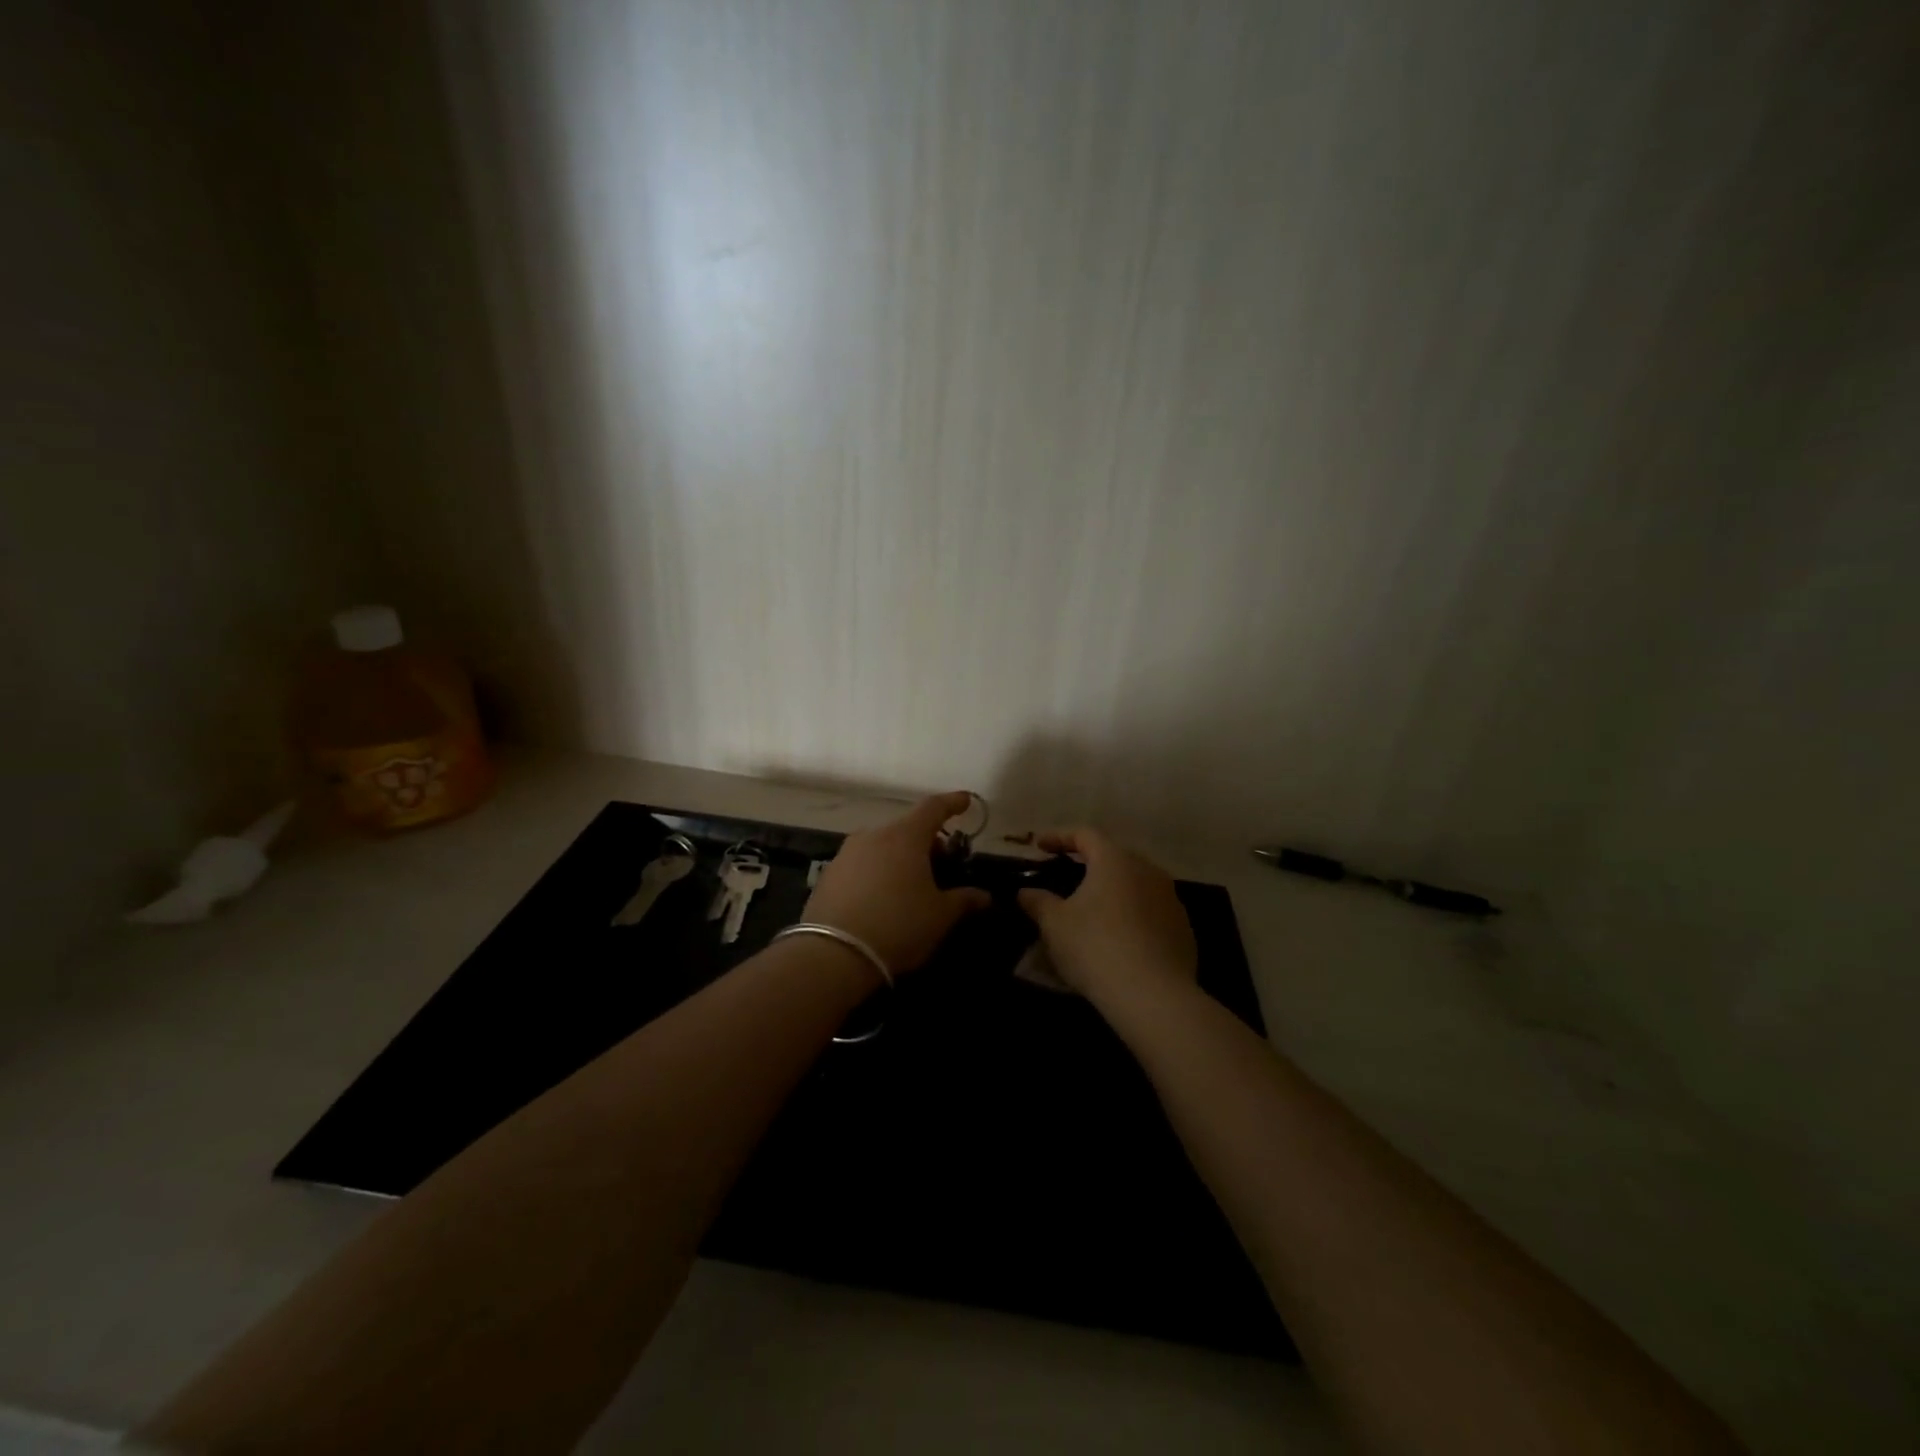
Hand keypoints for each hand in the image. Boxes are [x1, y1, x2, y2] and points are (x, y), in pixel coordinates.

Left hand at [803, 792, 992, 974]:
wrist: (833, 955)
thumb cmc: (898, 926)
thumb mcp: (940, 916)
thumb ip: (964, 900)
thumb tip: (984, 896)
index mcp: (905, 836)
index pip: (933, 807)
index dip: (952, 803)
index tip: (965, 801)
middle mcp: (874, 835)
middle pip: (907, 828)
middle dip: (927, 840)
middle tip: (942, 863)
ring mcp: (847, 854)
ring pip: (882, 845)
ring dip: (900, 856)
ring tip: (912, 883)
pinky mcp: (828, 875)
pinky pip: (862, 864)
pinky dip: (878, 871)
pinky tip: (883, 897)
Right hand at [1017, 829, 1197, 1006]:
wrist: (1153, 996)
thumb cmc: (1095, 947)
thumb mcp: (1054, 924)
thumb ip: (1038, 902)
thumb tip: (1025, 892)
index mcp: (1115, 860)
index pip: (1085, 834)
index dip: (1059, 837)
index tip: (1039, 845)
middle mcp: (1147, 870)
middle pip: (1114, 857)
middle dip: (1089, 864)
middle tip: (1067, 877)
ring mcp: (1171, 899)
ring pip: (1135, 885)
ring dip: (1113, 892)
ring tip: (1093, 910)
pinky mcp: (1183, 928)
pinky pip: (1151, 912)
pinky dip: (1132, 916)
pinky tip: (1119, 939)